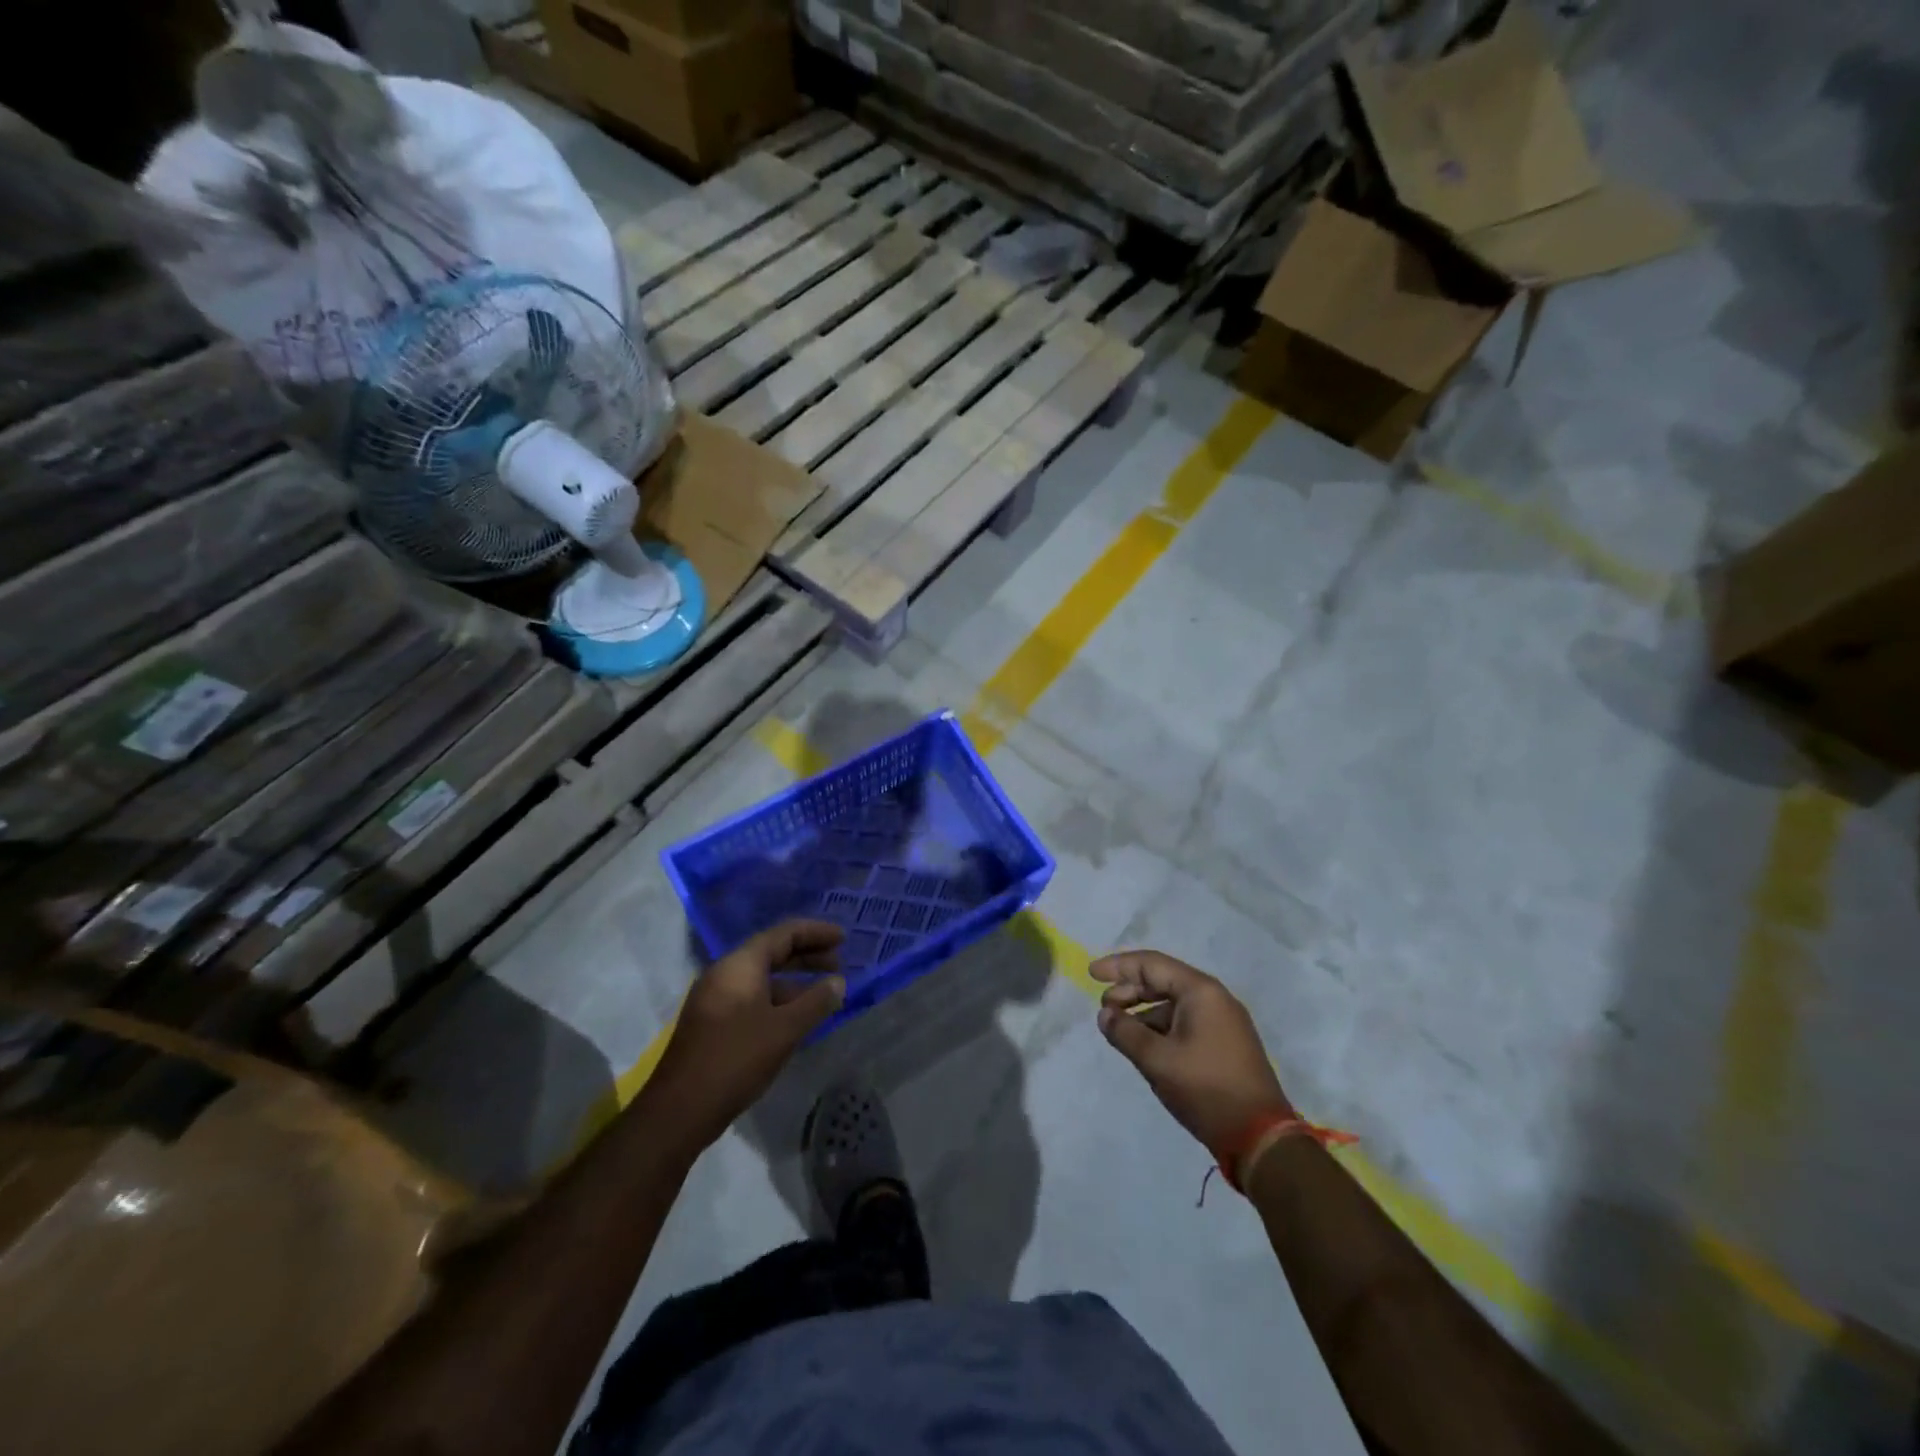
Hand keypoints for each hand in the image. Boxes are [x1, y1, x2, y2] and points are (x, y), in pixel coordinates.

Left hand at [647, 920, 845, 1151]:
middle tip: (838, 964)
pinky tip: (796, 1019)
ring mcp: (715, 998)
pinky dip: (778, 1000)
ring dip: (794, 981)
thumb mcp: (784, 1030)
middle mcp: (725, 973)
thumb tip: (838, 982)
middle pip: (772, 952)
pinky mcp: (712, 1022)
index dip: (816, 932)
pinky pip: (752, 997)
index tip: (843, 938)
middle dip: (807, 955)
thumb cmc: (736, 1059)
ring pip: (762, 978)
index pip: (784, 934)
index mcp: (740, 965)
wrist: (679, 1110)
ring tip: (824, 994)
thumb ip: (816, 1002)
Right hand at [1091, 950, 1292, 1160]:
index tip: (1091, 974)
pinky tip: (1145, 1046)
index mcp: (1201, 991)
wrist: (1261, 1137)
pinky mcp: (1225, 1043)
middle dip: (1129, 990)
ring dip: (1143, 1011)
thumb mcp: (1157, 1060)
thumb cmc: (1206, 1089)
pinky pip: (1185, 1022)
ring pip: (1173, 1003)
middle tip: (1104, 1009)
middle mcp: (1214, 998)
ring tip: (1120, 1030)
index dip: (1118, 966)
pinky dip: (1160, 1027)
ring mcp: (1223, 1021)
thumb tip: (1105, 1015)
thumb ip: (1125, 1032)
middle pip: (1163, 980)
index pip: (1151, 964)